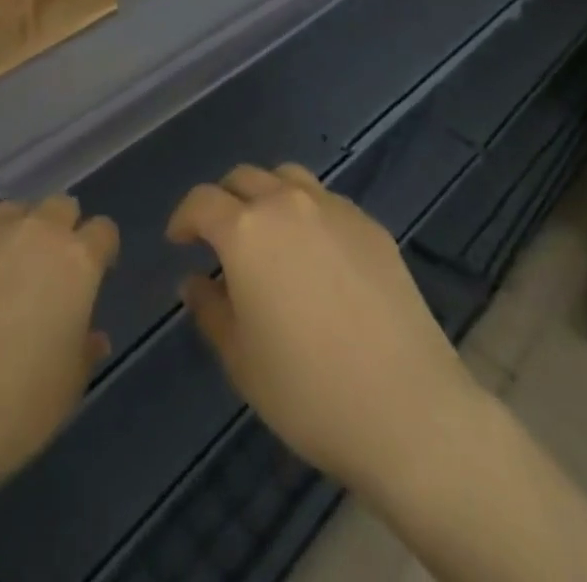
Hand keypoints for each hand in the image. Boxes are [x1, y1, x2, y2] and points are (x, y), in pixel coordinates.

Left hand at [0, 196, 118, 525]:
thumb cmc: (12, 411)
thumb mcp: (67, 390)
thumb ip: (85, 350)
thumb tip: (92, 336)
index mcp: (77, 262)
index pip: (103, 231)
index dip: (100, 251)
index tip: (93, 276)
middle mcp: (37, 231)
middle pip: (59, 206)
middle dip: (60, 230)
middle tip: (46, 272)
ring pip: (12, 211)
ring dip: (14, 234)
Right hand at [168, 163, 481, 498]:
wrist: (407, 408)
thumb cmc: (308, 390)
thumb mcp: (241, 359)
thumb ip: (210, 309)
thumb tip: (195, 281)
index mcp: (246, 230)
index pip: (202, 201)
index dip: (184, 217)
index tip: (179, 240)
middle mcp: (287, 203)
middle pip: (243, 177)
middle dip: (223, 201)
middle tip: (220, 238)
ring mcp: (334, 208)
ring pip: (287, 178)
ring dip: (267, 195)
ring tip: (269, 234)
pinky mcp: (370, 225)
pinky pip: (326, 201)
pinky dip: (308, 213)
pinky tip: (317, 255)